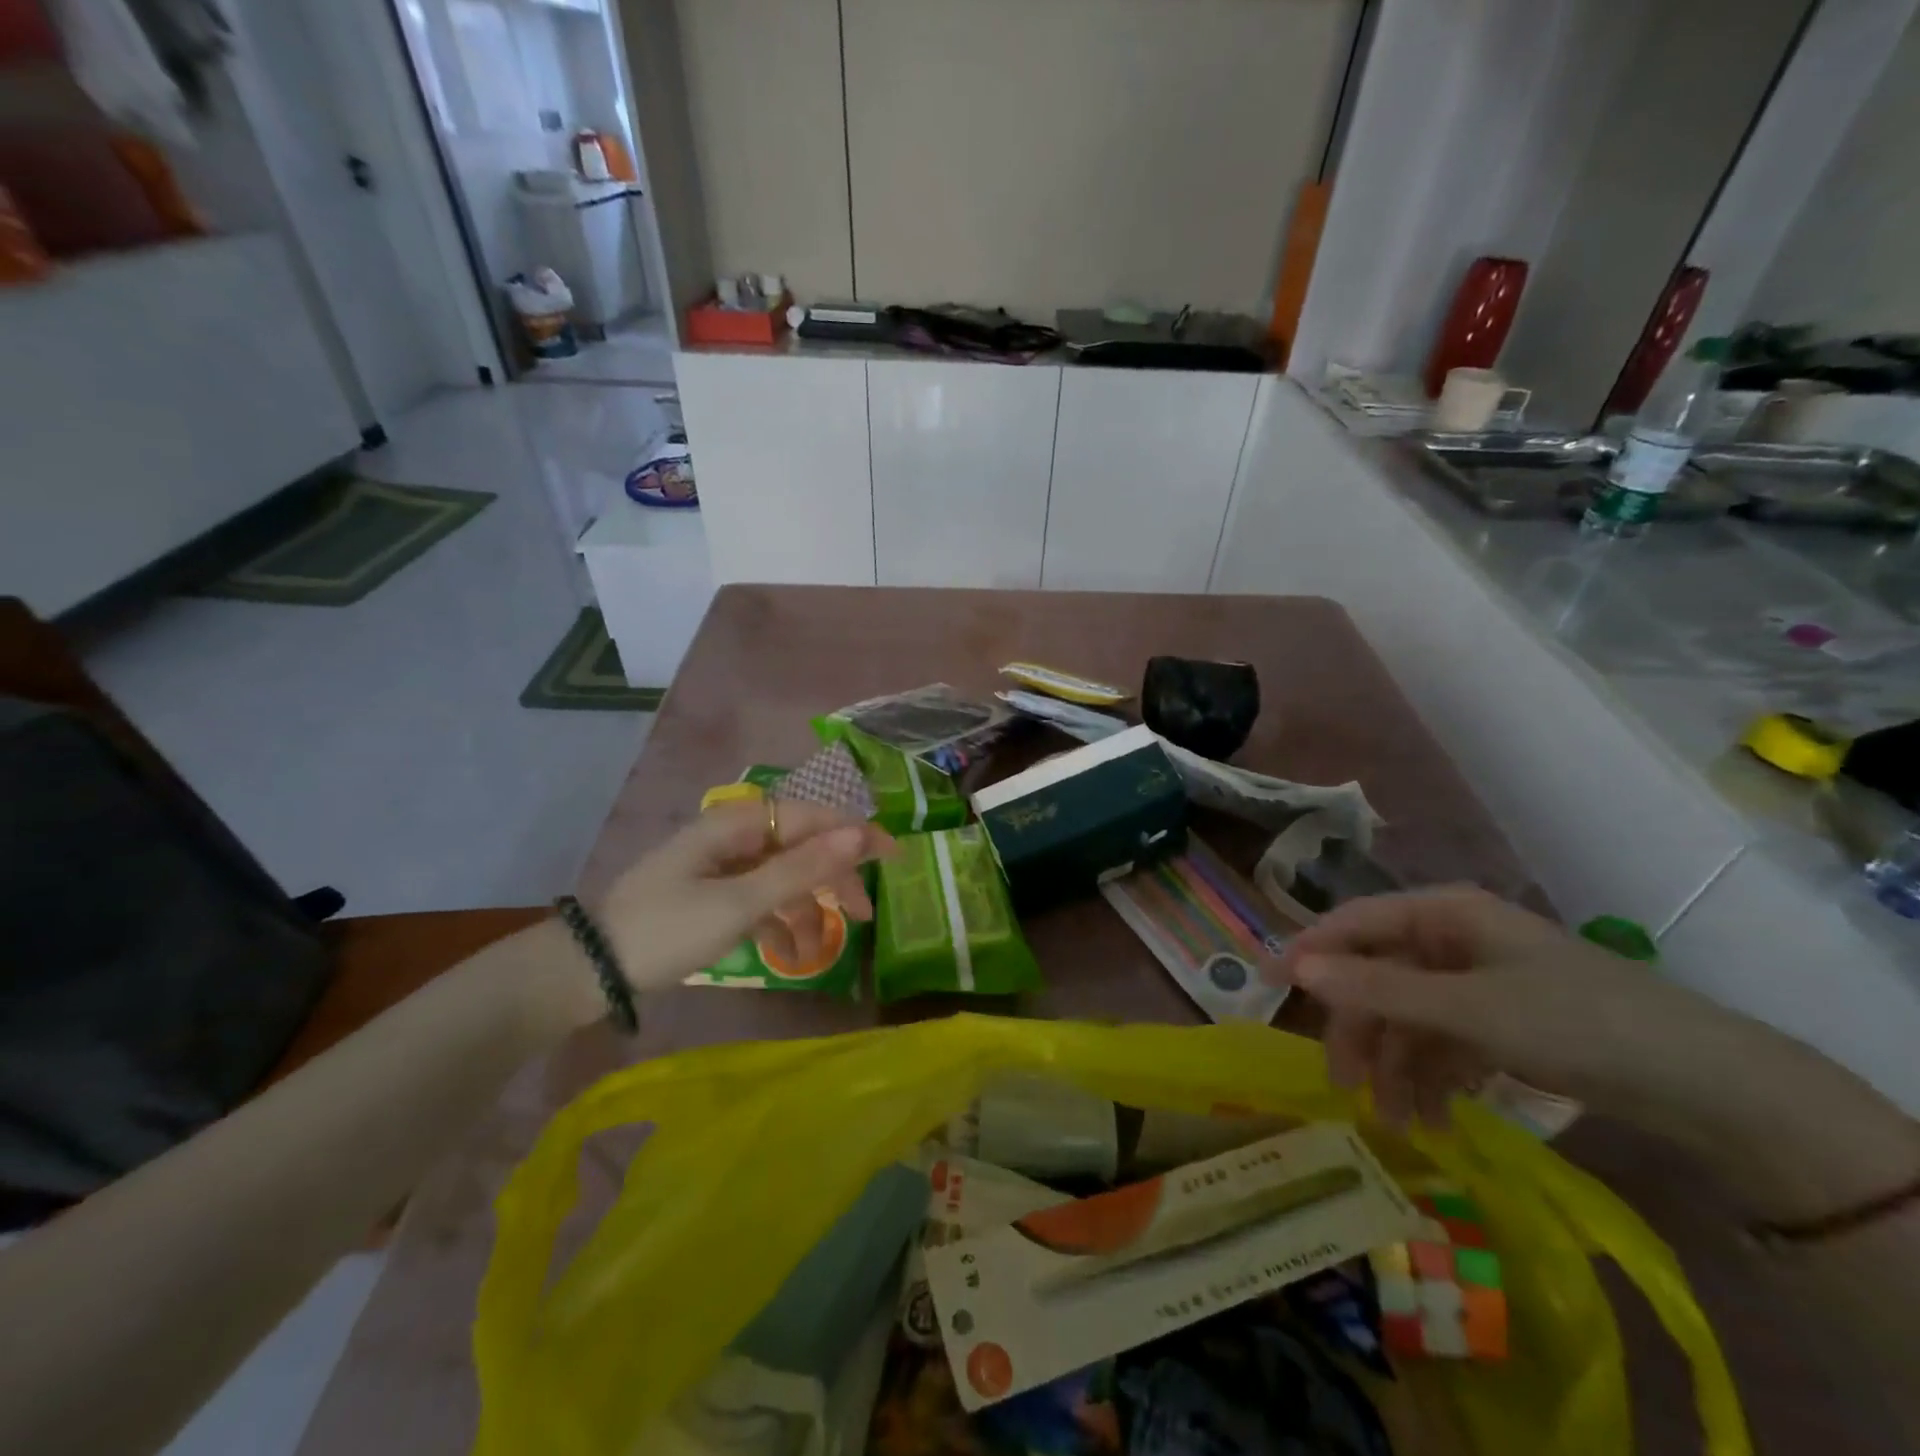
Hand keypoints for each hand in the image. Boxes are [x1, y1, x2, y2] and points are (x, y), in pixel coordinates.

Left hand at [592, 800, 895, 993]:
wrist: (587, 971)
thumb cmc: (667, 930)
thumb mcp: (740, 903)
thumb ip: (802, 869)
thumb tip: (860, 833)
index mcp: (737, 823)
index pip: (812, 816)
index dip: (854, 833)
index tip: (893, 856)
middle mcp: (732, 835)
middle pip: (800, 845)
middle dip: (833, 876)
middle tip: (865, 912)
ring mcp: (721, 865)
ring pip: (783, 874)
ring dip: (806, 906)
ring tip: (822, 946)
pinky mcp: (712, 893)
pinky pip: (760, 896)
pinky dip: (778, 920)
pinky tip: (791, 952)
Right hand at [1269, 884, 1706, 1128]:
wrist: (1710, 1088)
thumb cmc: (1577, 1023)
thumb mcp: (1468, 1009)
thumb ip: (1378, 989)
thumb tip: (1295, 968)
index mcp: (1443, 914)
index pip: (1354, 923)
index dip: (1308, 951)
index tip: (1266, 987)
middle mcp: (1452, 939)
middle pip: (1378, 976)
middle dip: (1360, 1032)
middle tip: (1343, 1086)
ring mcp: (1476, 982)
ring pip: (1408, 1016)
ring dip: (1396, 1067)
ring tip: (1396, 1124)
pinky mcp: (1501, 1022)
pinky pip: (1443, 1042)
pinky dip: (1432, 1078)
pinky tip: (1433, 1120)